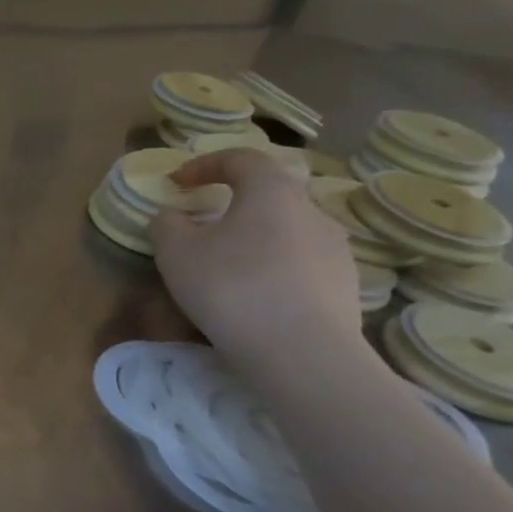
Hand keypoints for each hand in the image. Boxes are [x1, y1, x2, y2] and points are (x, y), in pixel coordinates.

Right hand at [147, 150, 362, 368]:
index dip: (205, 164)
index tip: (177, 183)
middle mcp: (312, 210)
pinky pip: (301, 263)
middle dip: (233, 202)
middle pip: (269, 193)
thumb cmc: (231, 287)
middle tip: (204, 224)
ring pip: (287, 230)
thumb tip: (172, 216)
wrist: (302, 352)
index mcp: (271, 191)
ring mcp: (336, 248)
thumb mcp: (175, 253)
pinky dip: (274, 267)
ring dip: (255, 237)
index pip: (240, 158)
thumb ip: (167, 225)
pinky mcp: (345, 284)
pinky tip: (255, 295)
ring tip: (227, 265)